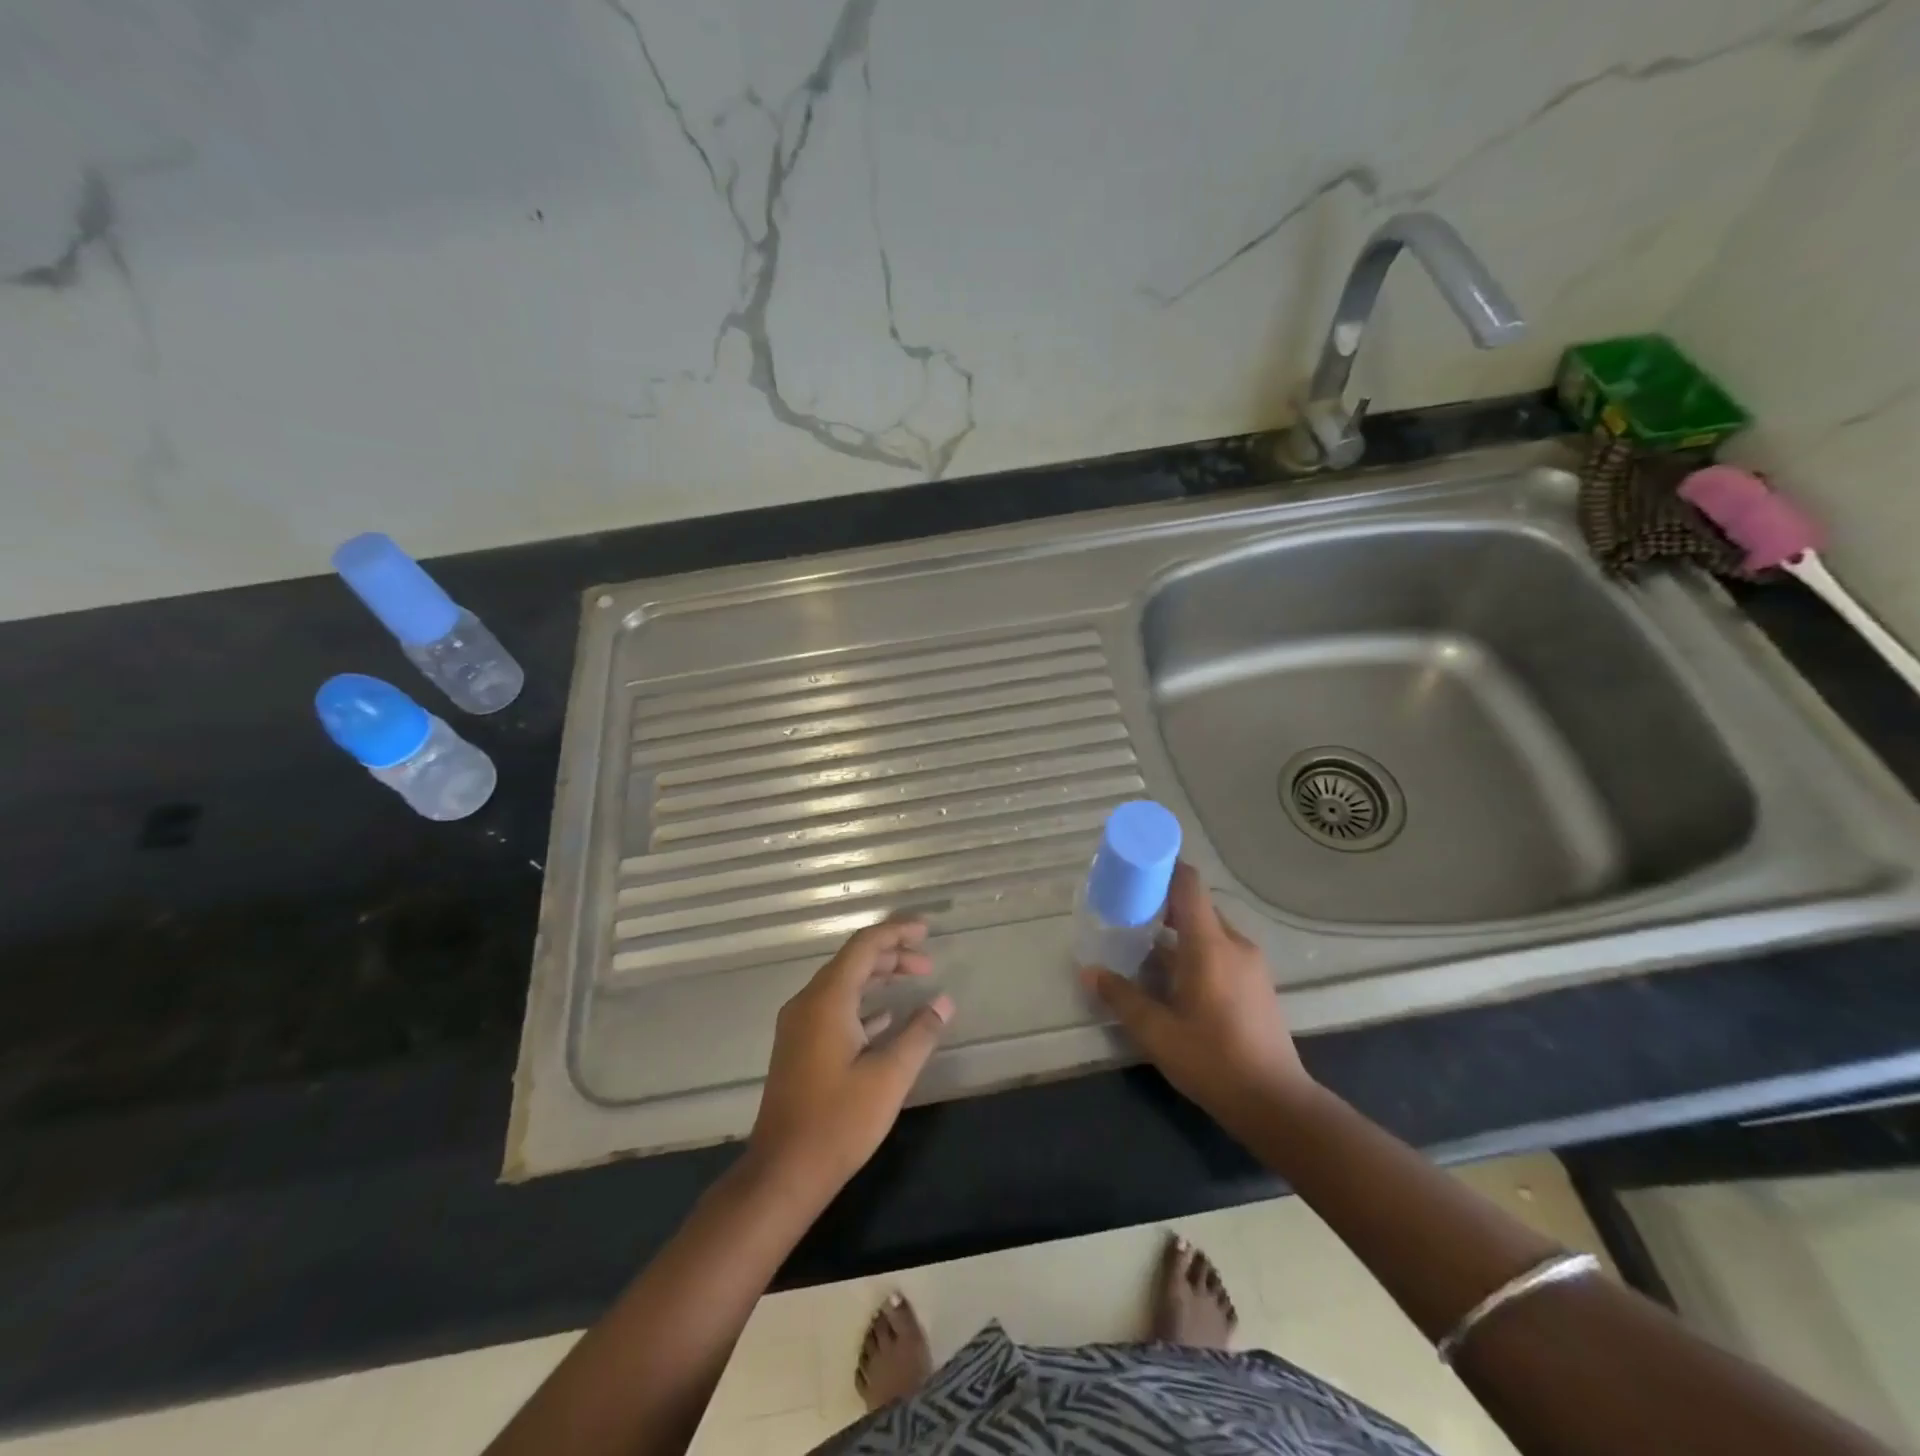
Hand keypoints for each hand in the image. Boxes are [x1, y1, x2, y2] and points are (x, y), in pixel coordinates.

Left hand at [748, 920, 953, 1196]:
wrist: (783, 1172)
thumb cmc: (838, 1122)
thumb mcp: (889, 1077)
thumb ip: (920, 1033)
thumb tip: (944, 1001)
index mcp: (827, 999)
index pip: (864, 946)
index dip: (896, 933)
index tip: (926, 931)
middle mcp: (808, 1002)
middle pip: (852, 961)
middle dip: (891, 956)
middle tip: (928, 964)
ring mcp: (799, 1025)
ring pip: (843, 984)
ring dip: (877, 978)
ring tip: (914, 981)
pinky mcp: (799, 1046)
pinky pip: (834, 1007)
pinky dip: (862, 1003)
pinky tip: (886, 1018)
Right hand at [1082, 864, 1312, 1127]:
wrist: (1275, 1103)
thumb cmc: (1213, 1061)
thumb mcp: (1157, 1033)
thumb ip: (1122, 997)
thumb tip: (1088, 971)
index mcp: (1210, 946)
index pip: (1189, 884)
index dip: (1164, 867)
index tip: (1136, 867)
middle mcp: (1234, 944)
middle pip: (1196, 905)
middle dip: (1162, 902)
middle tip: (1128, 910)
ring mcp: (1250, 963)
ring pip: (1208, 929)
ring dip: (1178, 930)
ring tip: (1144, 944)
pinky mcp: (1257, 983)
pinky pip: (1220, 948)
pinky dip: (1195, 949)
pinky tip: (1174, 976)